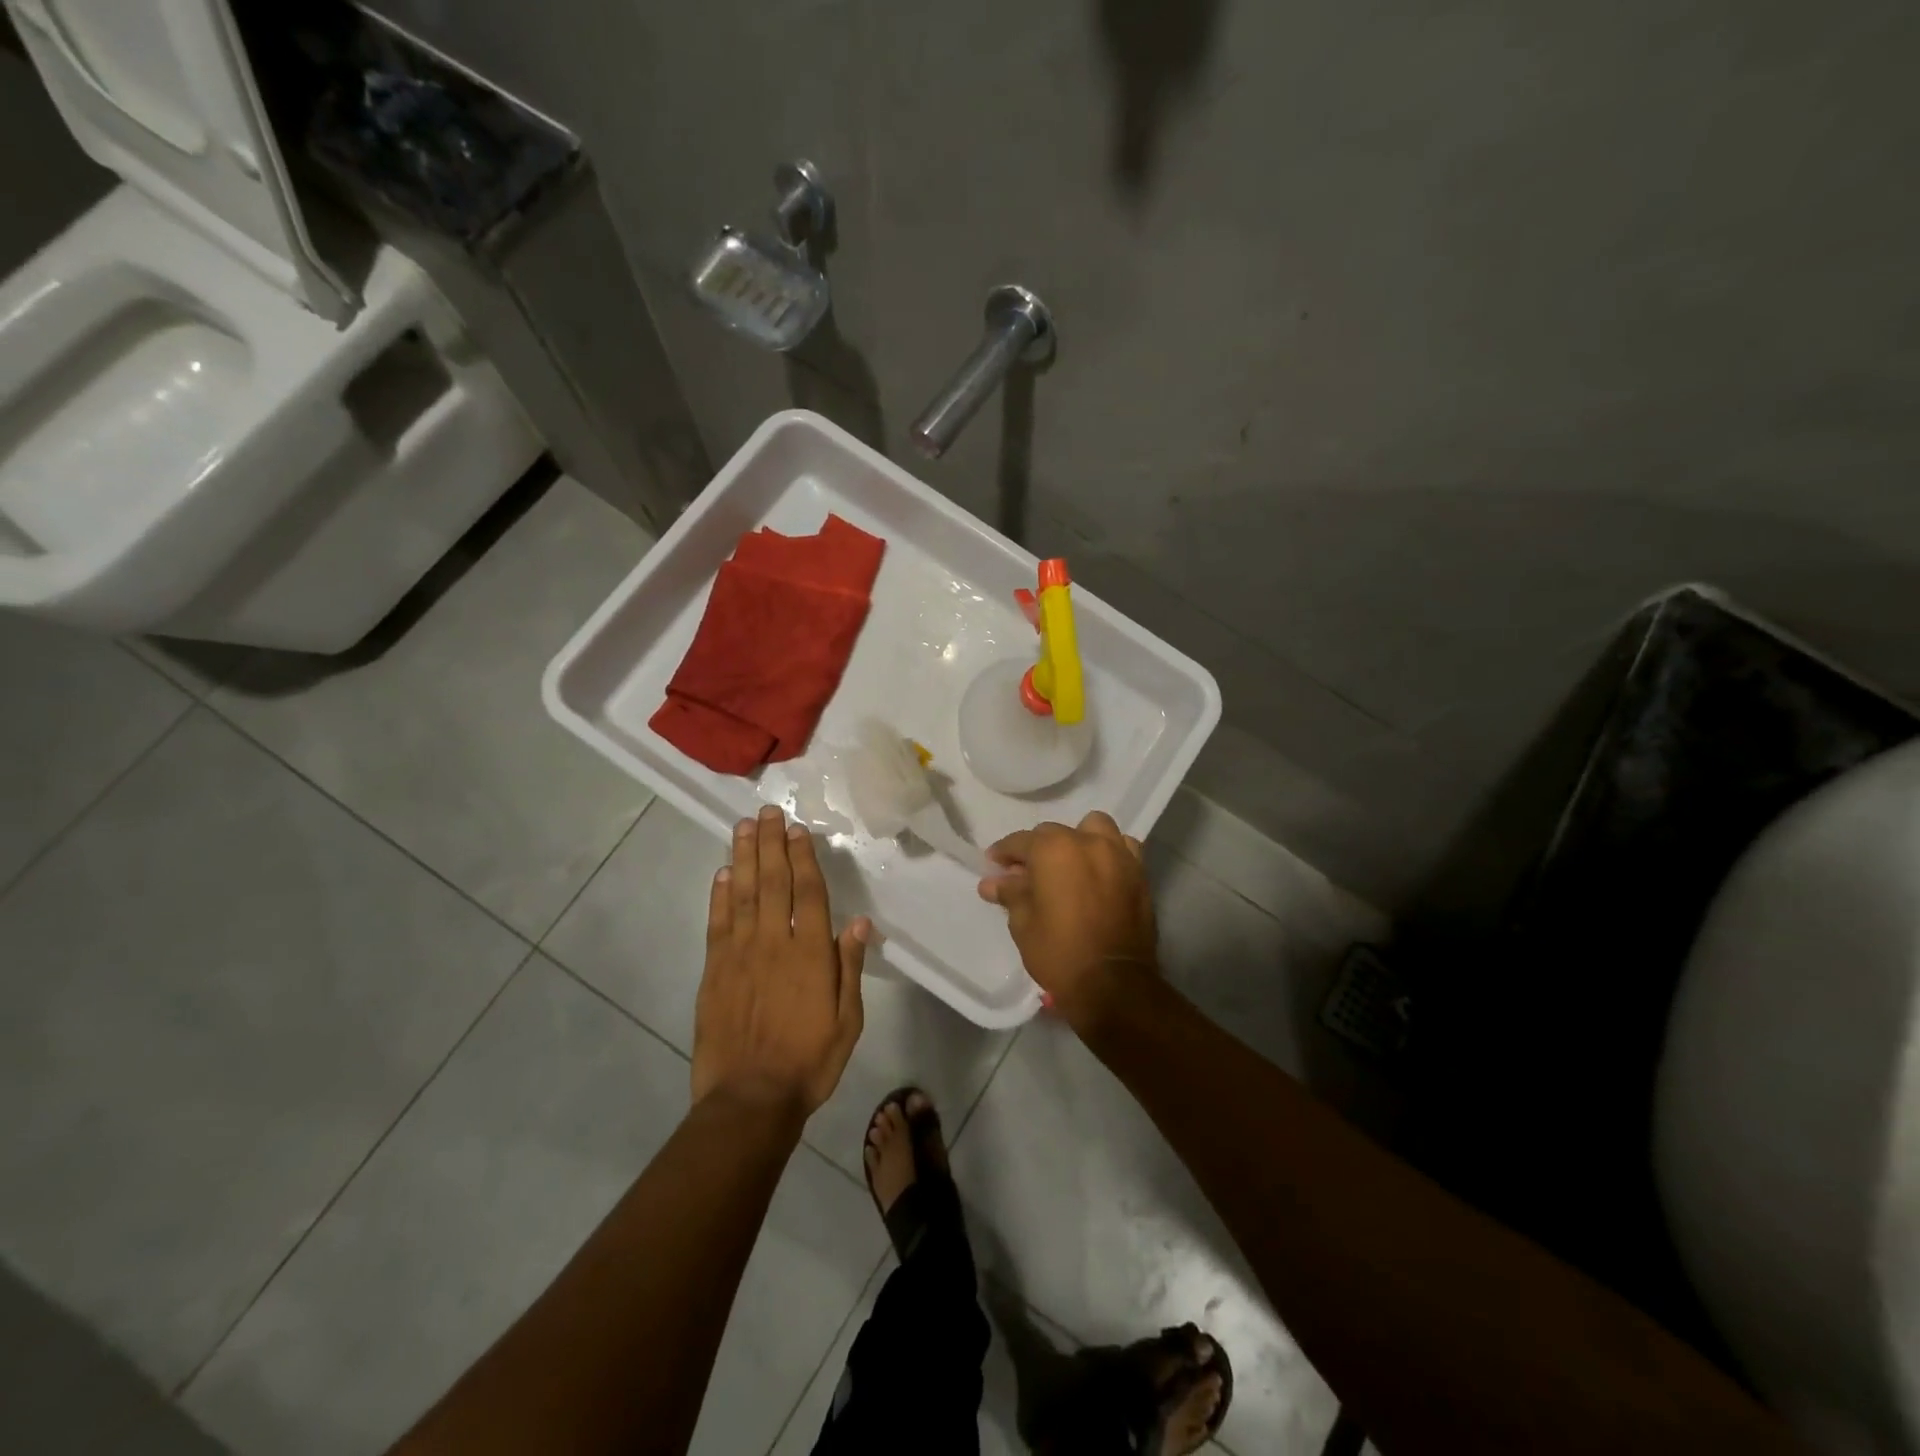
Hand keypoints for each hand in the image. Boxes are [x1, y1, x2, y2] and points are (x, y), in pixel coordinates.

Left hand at [692, 807, 870, 1117]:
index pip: (808, 893)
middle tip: (766, 812)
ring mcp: (739, 955)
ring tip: (743, 827)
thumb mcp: (847, 1020)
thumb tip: (858, 922)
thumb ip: (849, 967)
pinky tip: (723, 873)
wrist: (749, 1100)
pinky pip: (717, 923)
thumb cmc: (809, 1062)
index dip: (803, 858)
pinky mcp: (714, 971)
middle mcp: (773, 943)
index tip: (797, 830)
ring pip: (742, 894)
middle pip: (772, 882)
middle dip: (770, 844)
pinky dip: (719, 895)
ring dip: (743, 857)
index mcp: (810, 955)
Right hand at [977, 810, 1156, 1027]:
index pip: (1021, 841)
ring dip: (1079, 840)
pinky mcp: (1139, 873)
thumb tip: (993, 882)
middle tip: (1027, 874)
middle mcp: (1088, 842)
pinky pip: (1123, 848)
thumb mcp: (1023, 923)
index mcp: (1054, 849)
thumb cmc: (1059, 951)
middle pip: (1055, 833)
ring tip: (1070, 864)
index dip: (1004, 853)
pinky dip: (1109, 853)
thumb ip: (1010, 893)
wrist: (1113, 983)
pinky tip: (1100, 872)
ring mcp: (1118, 855)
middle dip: (1038, 849)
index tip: (994, 865)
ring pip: (1095, 829)